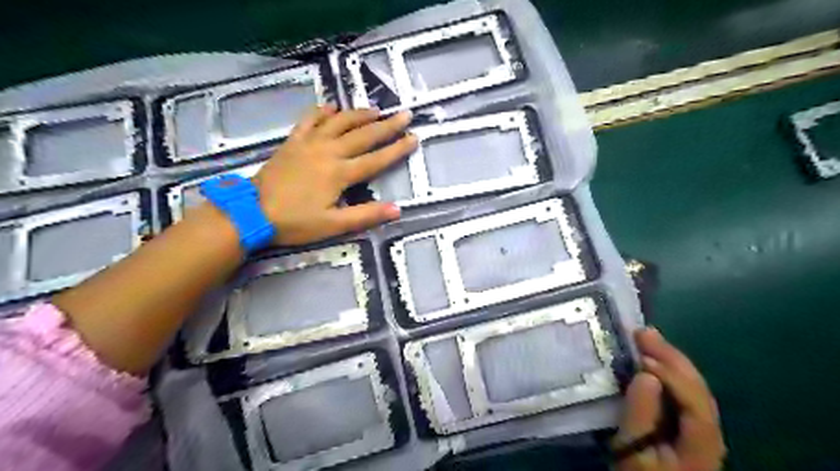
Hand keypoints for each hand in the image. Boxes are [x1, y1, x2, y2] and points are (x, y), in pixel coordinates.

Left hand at [251, 105, 417, 244]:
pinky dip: (322, 111)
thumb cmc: (294, 222)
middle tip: (404, 114)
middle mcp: (328, 152)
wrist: (251, 212)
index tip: (414, 137)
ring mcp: (309, 143)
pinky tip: (332, 107)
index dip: (397, 149)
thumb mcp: (333, 225)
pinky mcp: (293, 142)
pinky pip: (309, 120)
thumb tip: (397, 210)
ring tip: (376, 109)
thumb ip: (365, 215)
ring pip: (339, 122)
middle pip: (363, 135)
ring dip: (359, 114)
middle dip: (386, 125)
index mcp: (340, 173)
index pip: (376, 159)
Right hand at [615, 327, 726, 470]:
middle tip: (642, 332)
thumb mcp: (633, 452)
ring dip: (668, 360)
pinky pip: (680, 392)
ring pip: (690, 388)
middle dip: (671, 357)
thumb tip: (646, 375)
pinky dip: (666, 371)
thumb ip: (641, 416)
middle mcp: (708, 433)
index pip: (695, 402)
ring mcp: (699, 429)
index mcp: (701, 444)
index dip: (671, 376)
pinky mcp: (685, 426)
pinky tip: (650, 360)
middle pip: (697, 389)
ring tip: (645, 338)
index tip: (641, 356)